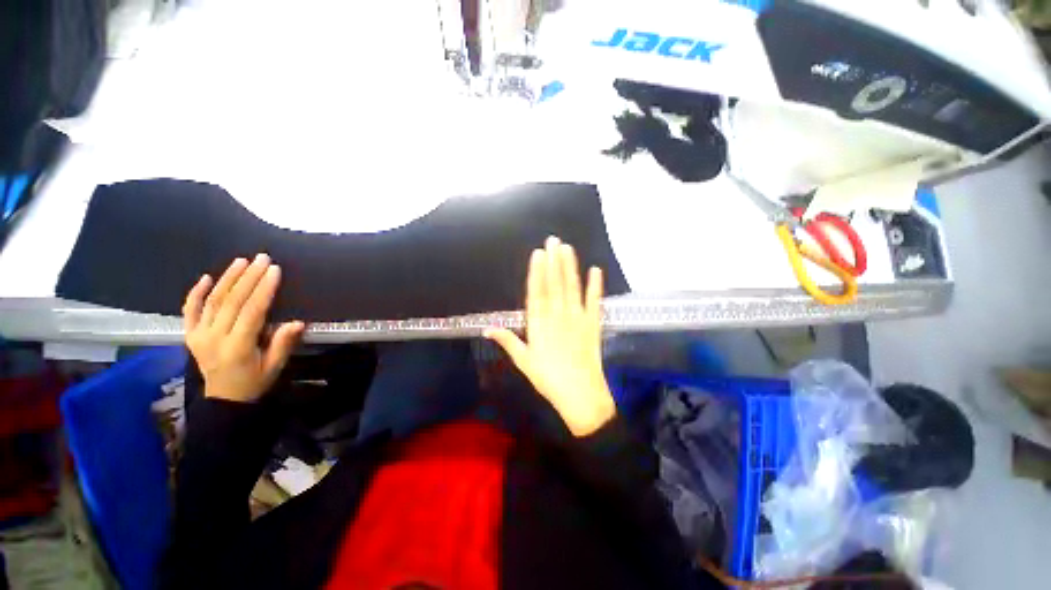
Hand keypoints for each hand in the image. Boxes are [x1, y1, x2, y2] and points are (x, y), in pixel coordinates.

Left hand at [182, 254, 304, 402]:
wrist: (223, 400)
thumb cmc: (254, 383)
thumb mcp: (274, 367)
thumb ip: (283, 344)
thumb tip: (298, 322)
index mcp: (237, 347)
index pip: (251, 311)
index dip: (263, 289)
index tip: (274, 270)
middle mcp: (214, 338)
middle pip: (231, 302)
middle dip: (248, 277)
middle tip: (262, 258)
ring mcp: (198, 336)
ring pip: (212, 301)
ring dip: (227, 279)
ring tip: (241, 261)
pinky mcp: (190, 336)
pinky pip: (190, 311)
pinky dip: (196, 293)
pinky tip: (205, 277)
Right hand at [485, 236, 615, 436]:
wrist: (580, 395)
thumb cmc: (548, 379)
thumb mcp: (524, 361)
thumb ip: (507, 341)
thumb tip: (486, 329)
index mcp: (539, 324)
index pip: (537, 292)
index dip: (537, 272)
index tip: (538, 254)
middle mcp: (558, 316)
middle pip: (555, 284)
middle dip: (553, 261)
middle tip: (553, 240)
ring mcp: (577, 318)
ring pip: (572, 287)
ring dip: (570, 267)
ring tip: (568, 248)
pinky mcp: (592, 323)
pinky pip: (594, 301)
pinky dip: (595, 285)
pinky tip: (596, 270)